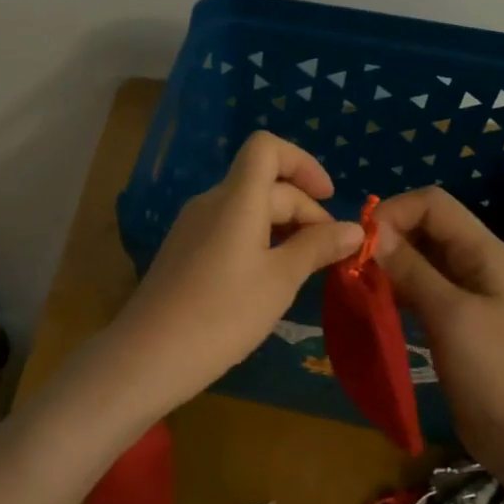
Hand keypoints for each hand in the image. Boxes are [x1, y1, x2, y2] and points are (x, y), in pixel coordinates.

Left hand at [108, 132, 362, 415]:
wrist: (149, 355)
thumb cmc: (223, 314)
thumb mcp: (280, 281)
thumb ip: (316, 248)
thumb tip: (353, 229)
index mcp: (235, 199)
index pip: (266, 148)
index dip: (303, 163)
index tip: (328, 199)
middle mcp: (210, 203)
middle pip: (263, 184)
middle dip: (303, 210)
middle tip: (328, 255)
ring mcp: (192, 228)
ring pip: (246, 210)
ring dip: (282, 229)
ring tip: (303, 270)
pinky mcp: (183, 253)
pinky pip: (228, 232)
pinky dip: (257, 243)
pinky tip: (267, 282)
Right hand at [374, 188, 503, 503]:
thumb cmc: (495, 373)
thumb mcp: (450, 315)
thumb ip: (411, 269)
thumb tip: (371, 230)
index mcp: (486, 253)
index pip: (432, 204)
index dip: (393, 214)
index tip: (358, 245)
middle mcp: (477, 266)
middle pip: (425, 230)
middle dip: (386, 240)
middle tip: (350, 269)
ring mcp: (467, 297)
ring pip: (419, 262)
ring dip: (387, 267)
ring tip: (356, 287)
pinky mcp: (455, 325)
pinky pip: (420, 293)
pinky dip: (395, 293)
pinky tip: (373, 308)